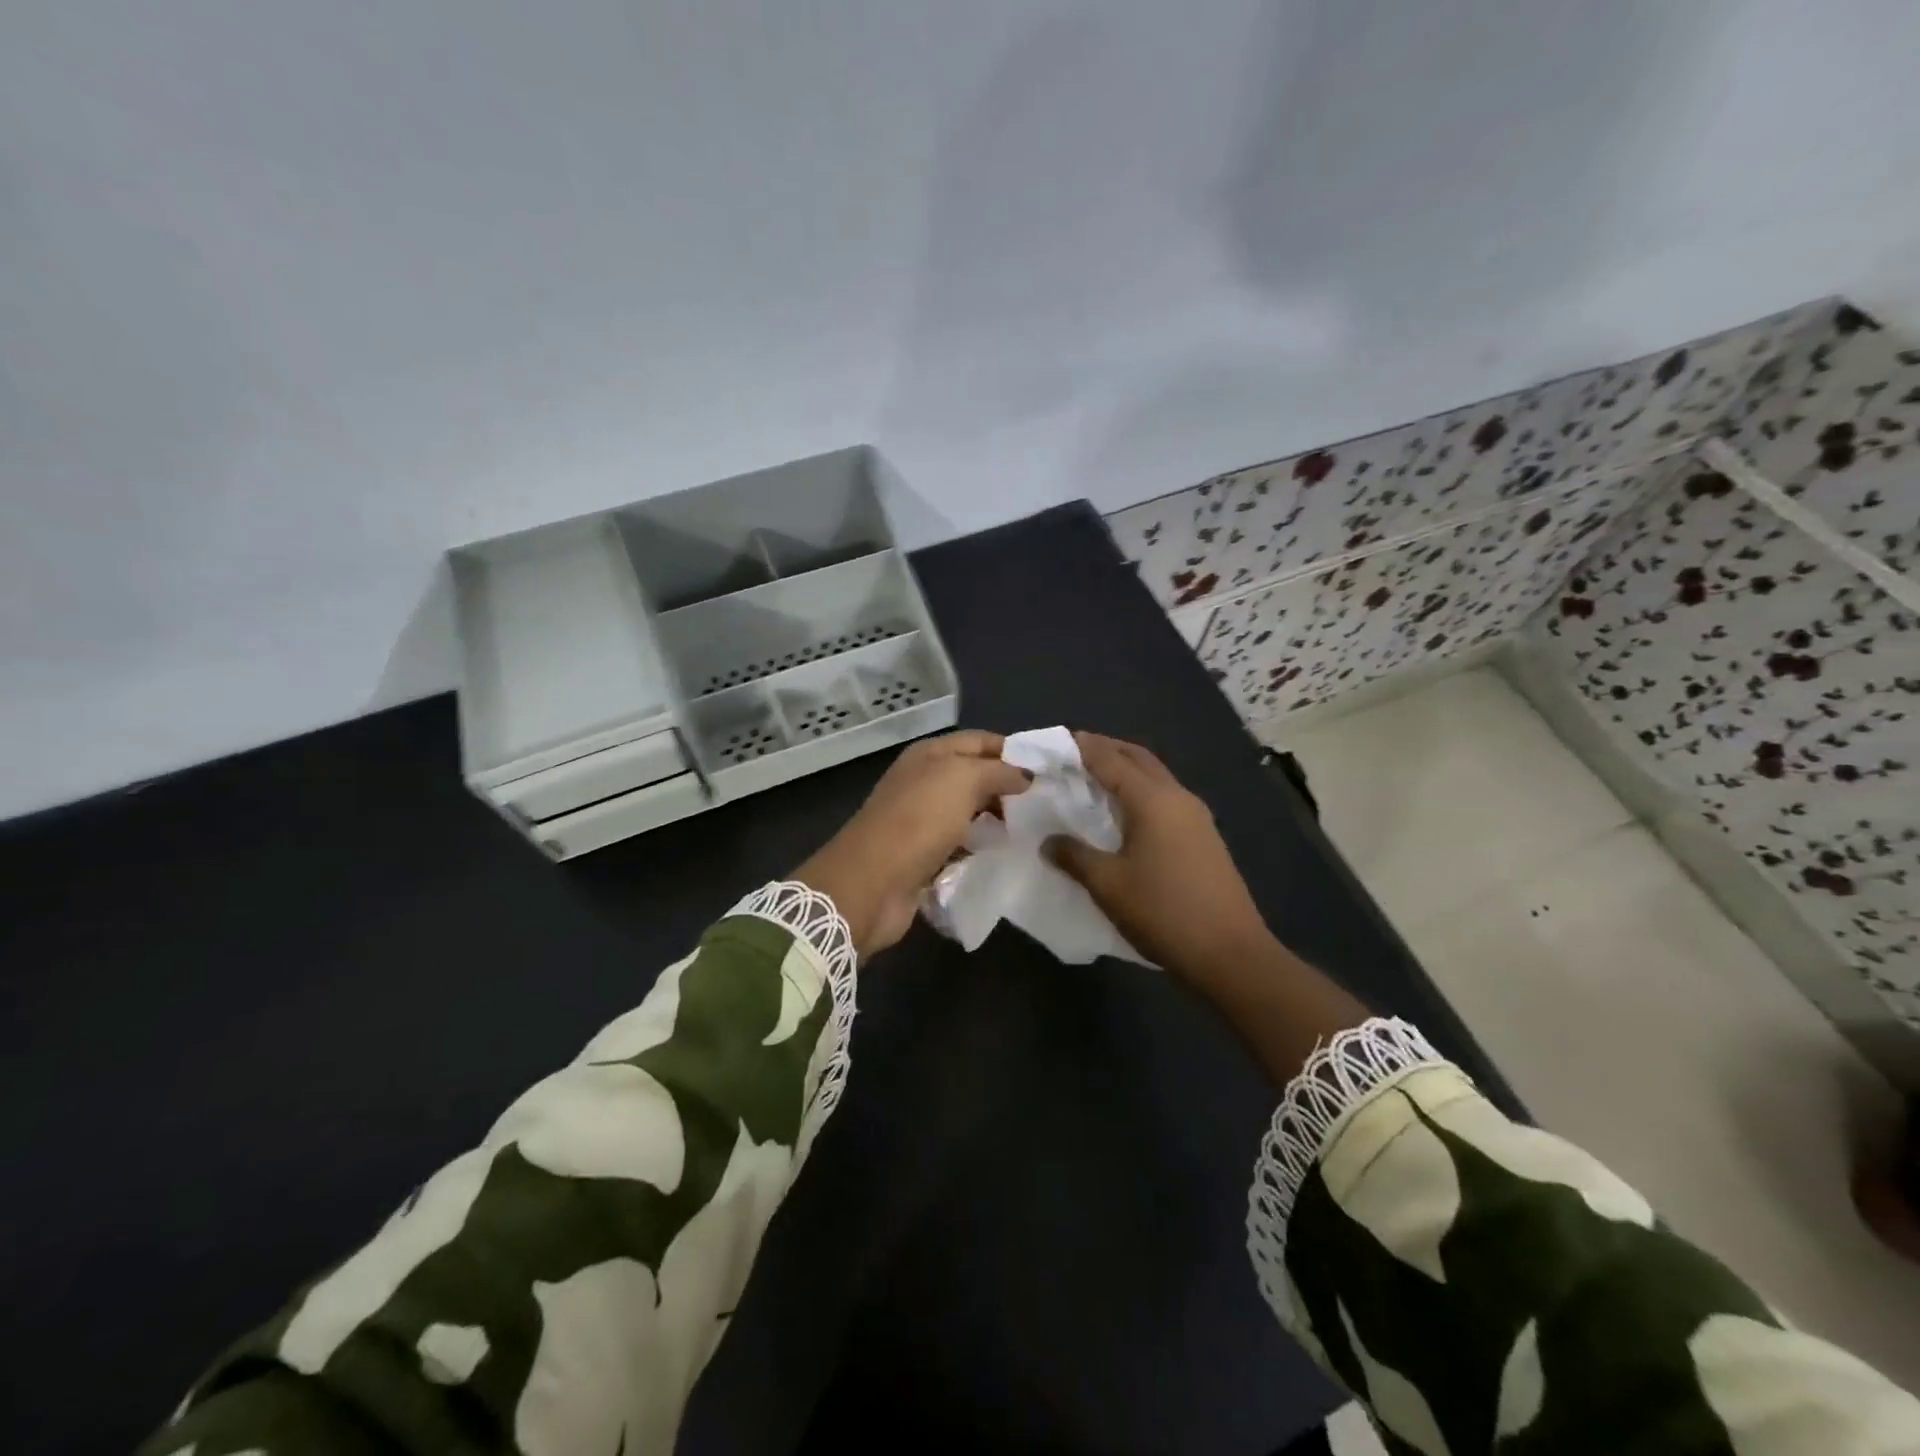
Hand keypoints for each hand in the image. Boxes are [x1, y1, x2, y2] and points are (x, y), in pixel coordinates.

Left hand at [794, 731, 1029, 958]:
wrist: (872, 883)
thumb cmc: (918, 821)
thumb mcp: (963, 780)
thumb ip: (998, 771)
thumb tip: (1025, 776)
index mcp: (930, 755)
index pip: (980, 741)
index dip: (1013, 751)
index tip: (1048, 771)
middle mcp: (924, 782)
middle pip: (975, 778)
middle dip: (1008, 789)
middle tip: (1047, 805)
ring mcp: (922, 820)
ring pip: (970, 813)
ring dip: (997, 821)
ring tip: (1034, 831)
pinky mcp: (924, 856)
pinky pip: (962, 846)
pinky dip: (981, 849)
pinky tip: (1006, 856)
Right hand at [1046, 732, 1273, 981]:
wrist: (1230, 954)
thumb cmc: (1163, 912)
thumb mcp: (1108, 885)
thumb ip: (1074, 856)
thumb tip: (1049, 841)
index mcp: (1152, 800)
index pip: (1110, 760)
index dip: (1083, 747)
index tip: (1057, 739)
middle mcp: (1177, 797)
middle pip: (1138, 758)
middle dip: (1107, 749)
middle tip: (1074, 753)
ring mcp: (1196, 817)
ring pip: (1155, 777)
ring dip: (1126, 770)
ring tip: (1094, 780)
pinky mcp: (1204, 837)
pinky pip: (1165, 798)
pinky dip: (1140, 792)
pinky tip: (1124, 814)